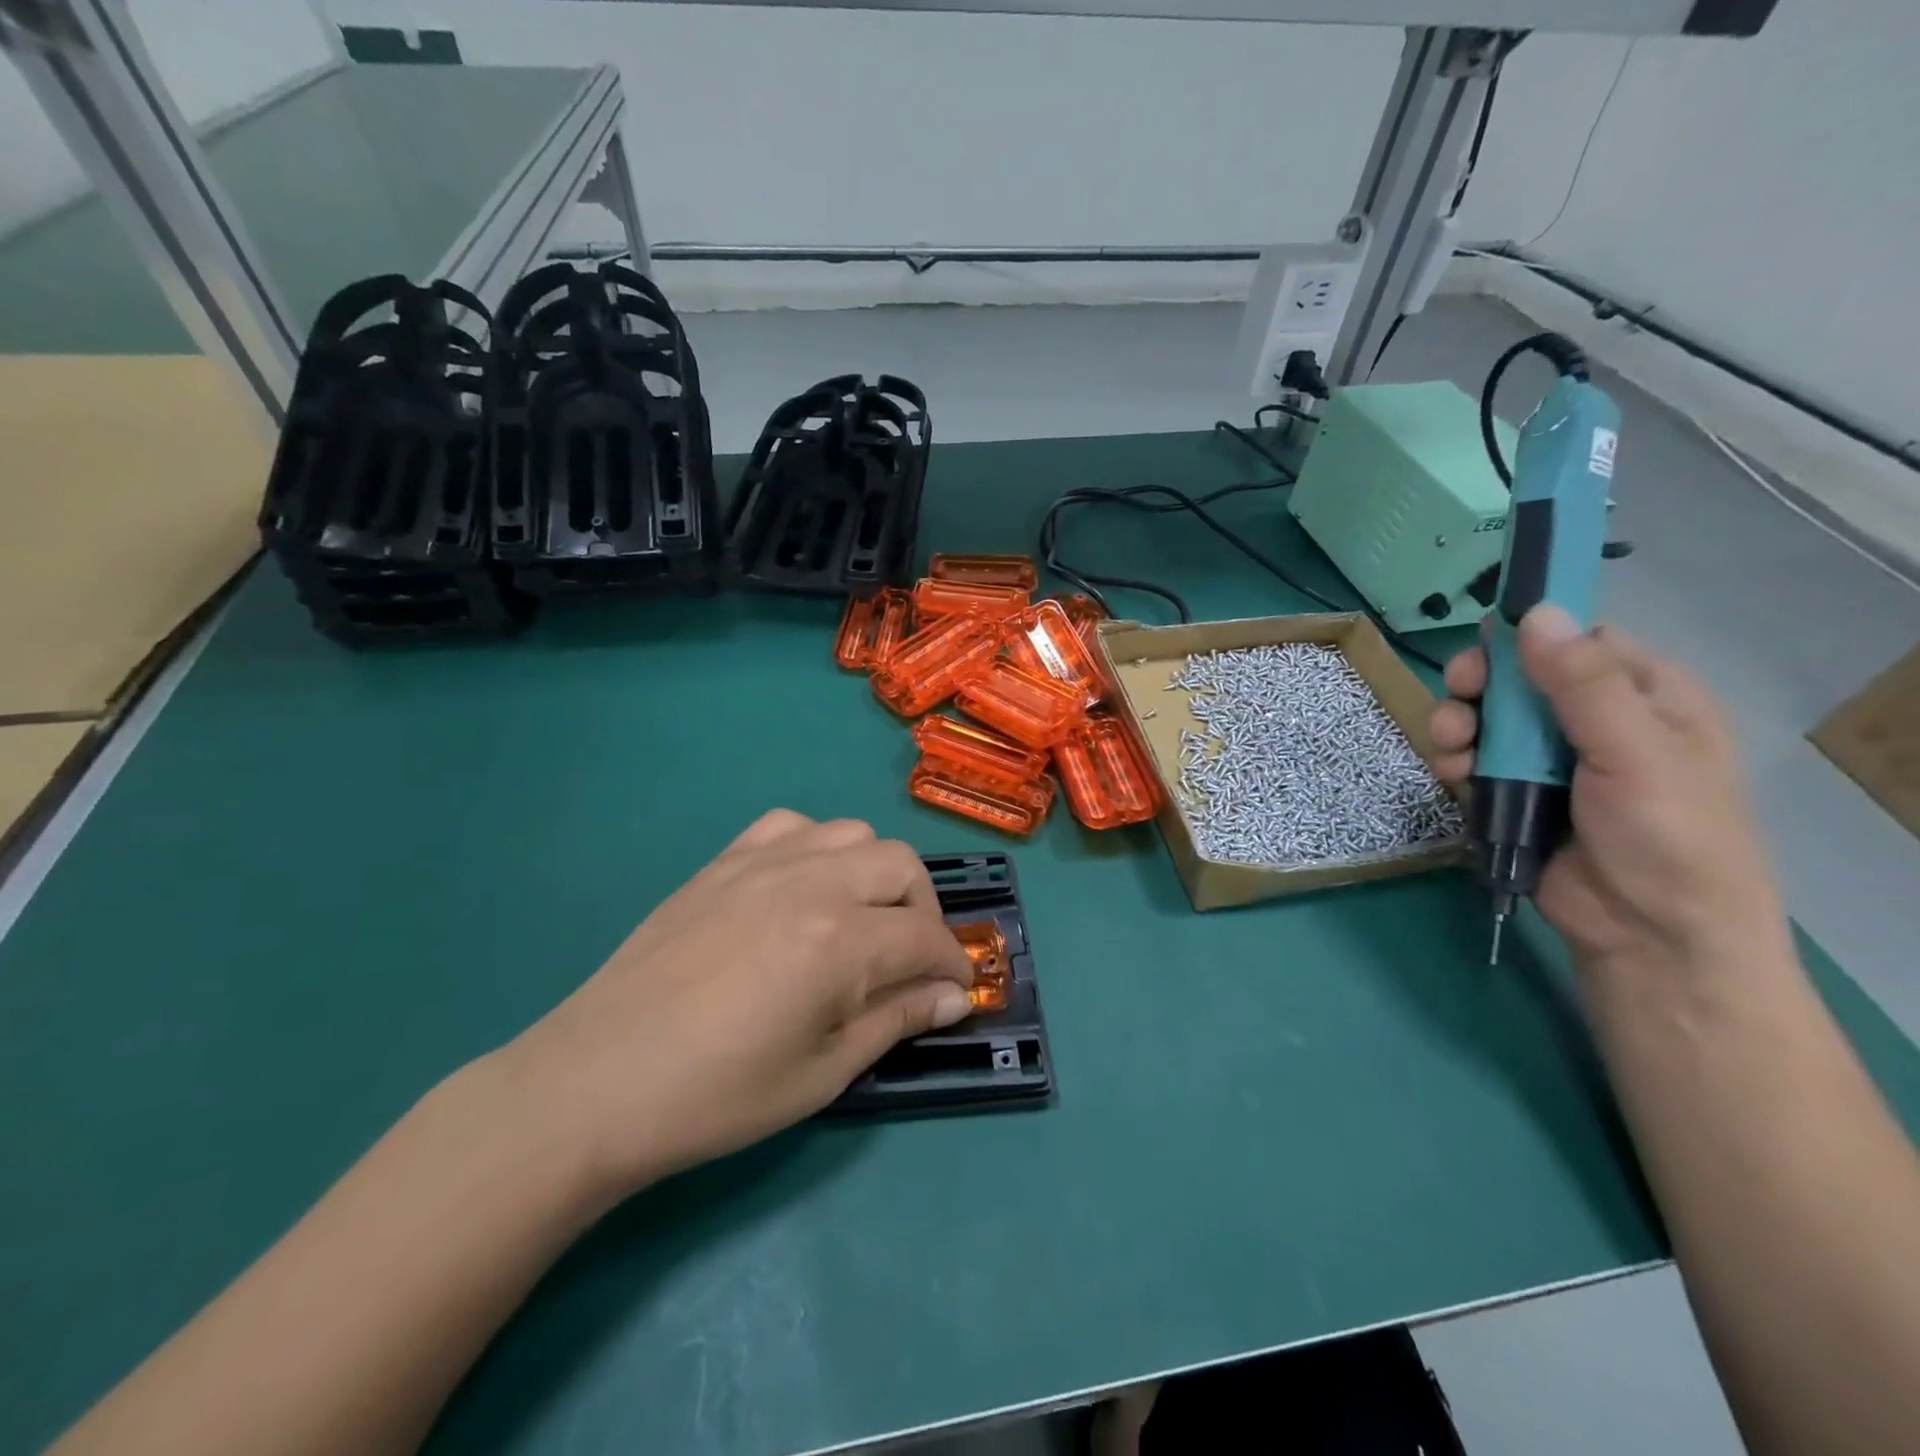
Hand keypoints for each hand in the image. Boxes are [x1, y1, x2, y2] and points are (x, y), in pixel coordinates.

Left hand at [499, 811, 973, 1200]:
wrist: (595, 1083)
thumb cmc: (716, 1096)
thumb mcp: (822, 1073)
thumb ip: (895, 1021)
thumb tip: (955, 998)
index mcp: (840, 941)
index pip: (925, 936)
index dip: (951, 965)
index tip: (955, 990)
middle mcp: (811, 883)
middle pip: (901, 866)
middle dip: (923, 912)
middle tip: (909, 960)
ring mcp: (763, 863)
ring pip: (853, 833)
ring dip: (875, 873)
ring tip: (859, 920)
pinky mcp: (724, 862)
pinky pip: (791, 825)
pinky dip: (816, 848)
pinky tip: (802, 888)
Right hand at [1428, 606, 1789, 977]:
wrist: (1646, 934)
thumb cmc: (1666, 835)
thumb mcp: (1634, 751)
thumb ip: (1582, 683)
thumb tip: (1536, 611)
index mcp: (1645, 698)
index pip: (1580, 642)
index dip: (1531, 635)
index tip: (1487, 639)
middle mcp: (1593, 720)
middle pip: (1518, 677)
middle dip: (1481, 685)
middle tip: (1460, 694)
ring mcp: (1549, 759)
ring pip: (1486, 718)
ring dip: (1460, 725)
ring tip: (1453, 748)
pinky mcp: (1513, 792)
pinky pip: (1472, 759)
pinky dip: (1455, 761)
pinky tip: (1454, 775)